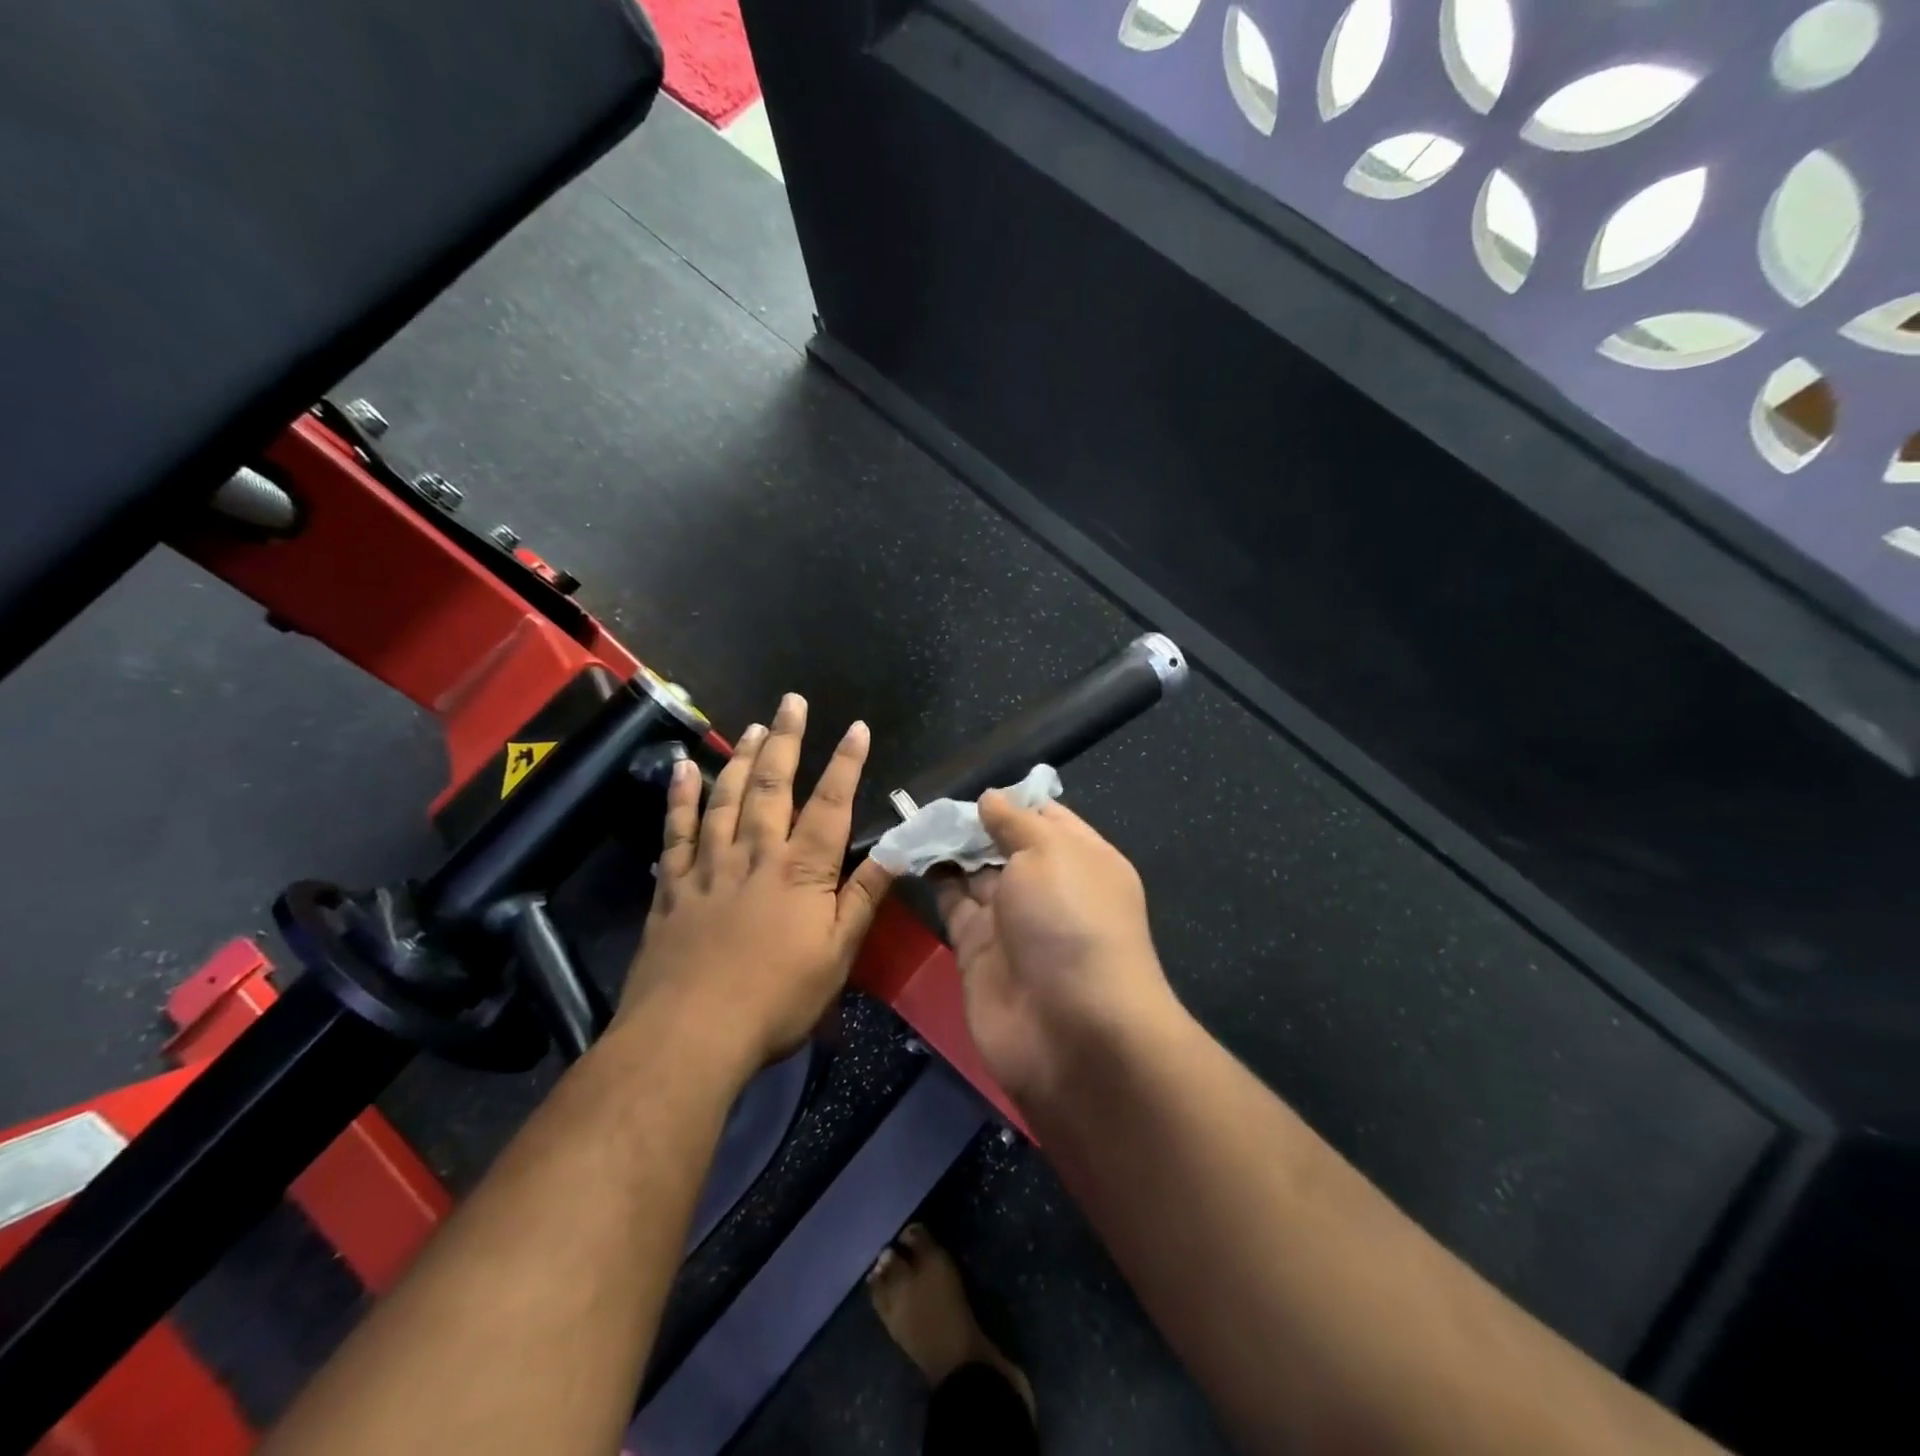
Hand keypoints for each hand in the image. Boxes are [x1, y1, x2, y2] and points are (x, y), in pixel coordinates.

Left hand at [620, 693, 894, 1071]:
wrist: (691, 1034)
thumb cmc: (777, 998)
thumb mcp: (837, 954)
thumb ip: (864, 897)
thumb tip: (897, 851)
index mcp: (802, 869)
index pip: (831, 803)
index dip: (846, 763)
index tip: (856, 727)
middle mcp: (756, 853)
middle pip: (773, 785)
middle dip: (786, 740)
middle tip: (791, 701)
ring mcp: (709, 865)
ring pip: (726, 797)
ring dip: (740, 758)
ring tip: (751, 726)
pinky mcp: (672, 886)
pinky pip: (675, 830)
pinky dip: (679, 797)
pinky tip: (682, 769)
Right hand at [934, 793, 1176, 1105]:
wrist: (1070, 1030)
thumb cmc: (1070, 921)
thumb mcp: (1049, 852)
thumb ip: (1015, 822)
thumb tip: (991, 798)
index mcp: (1081, 858)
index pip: (1045, 817)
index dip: (1010, 800)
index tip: (971, 786)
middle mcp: (1048, 887)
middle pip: (1005, 845)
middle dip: (972, 823)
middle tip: (928, 802)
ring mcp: (1012, 922)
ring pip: (975, 874)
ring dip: (948, 849)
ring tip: (912, 821)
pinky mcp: (977, 951)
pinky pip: (953, 906)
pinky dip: (933, 881)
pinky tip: (909, 855)